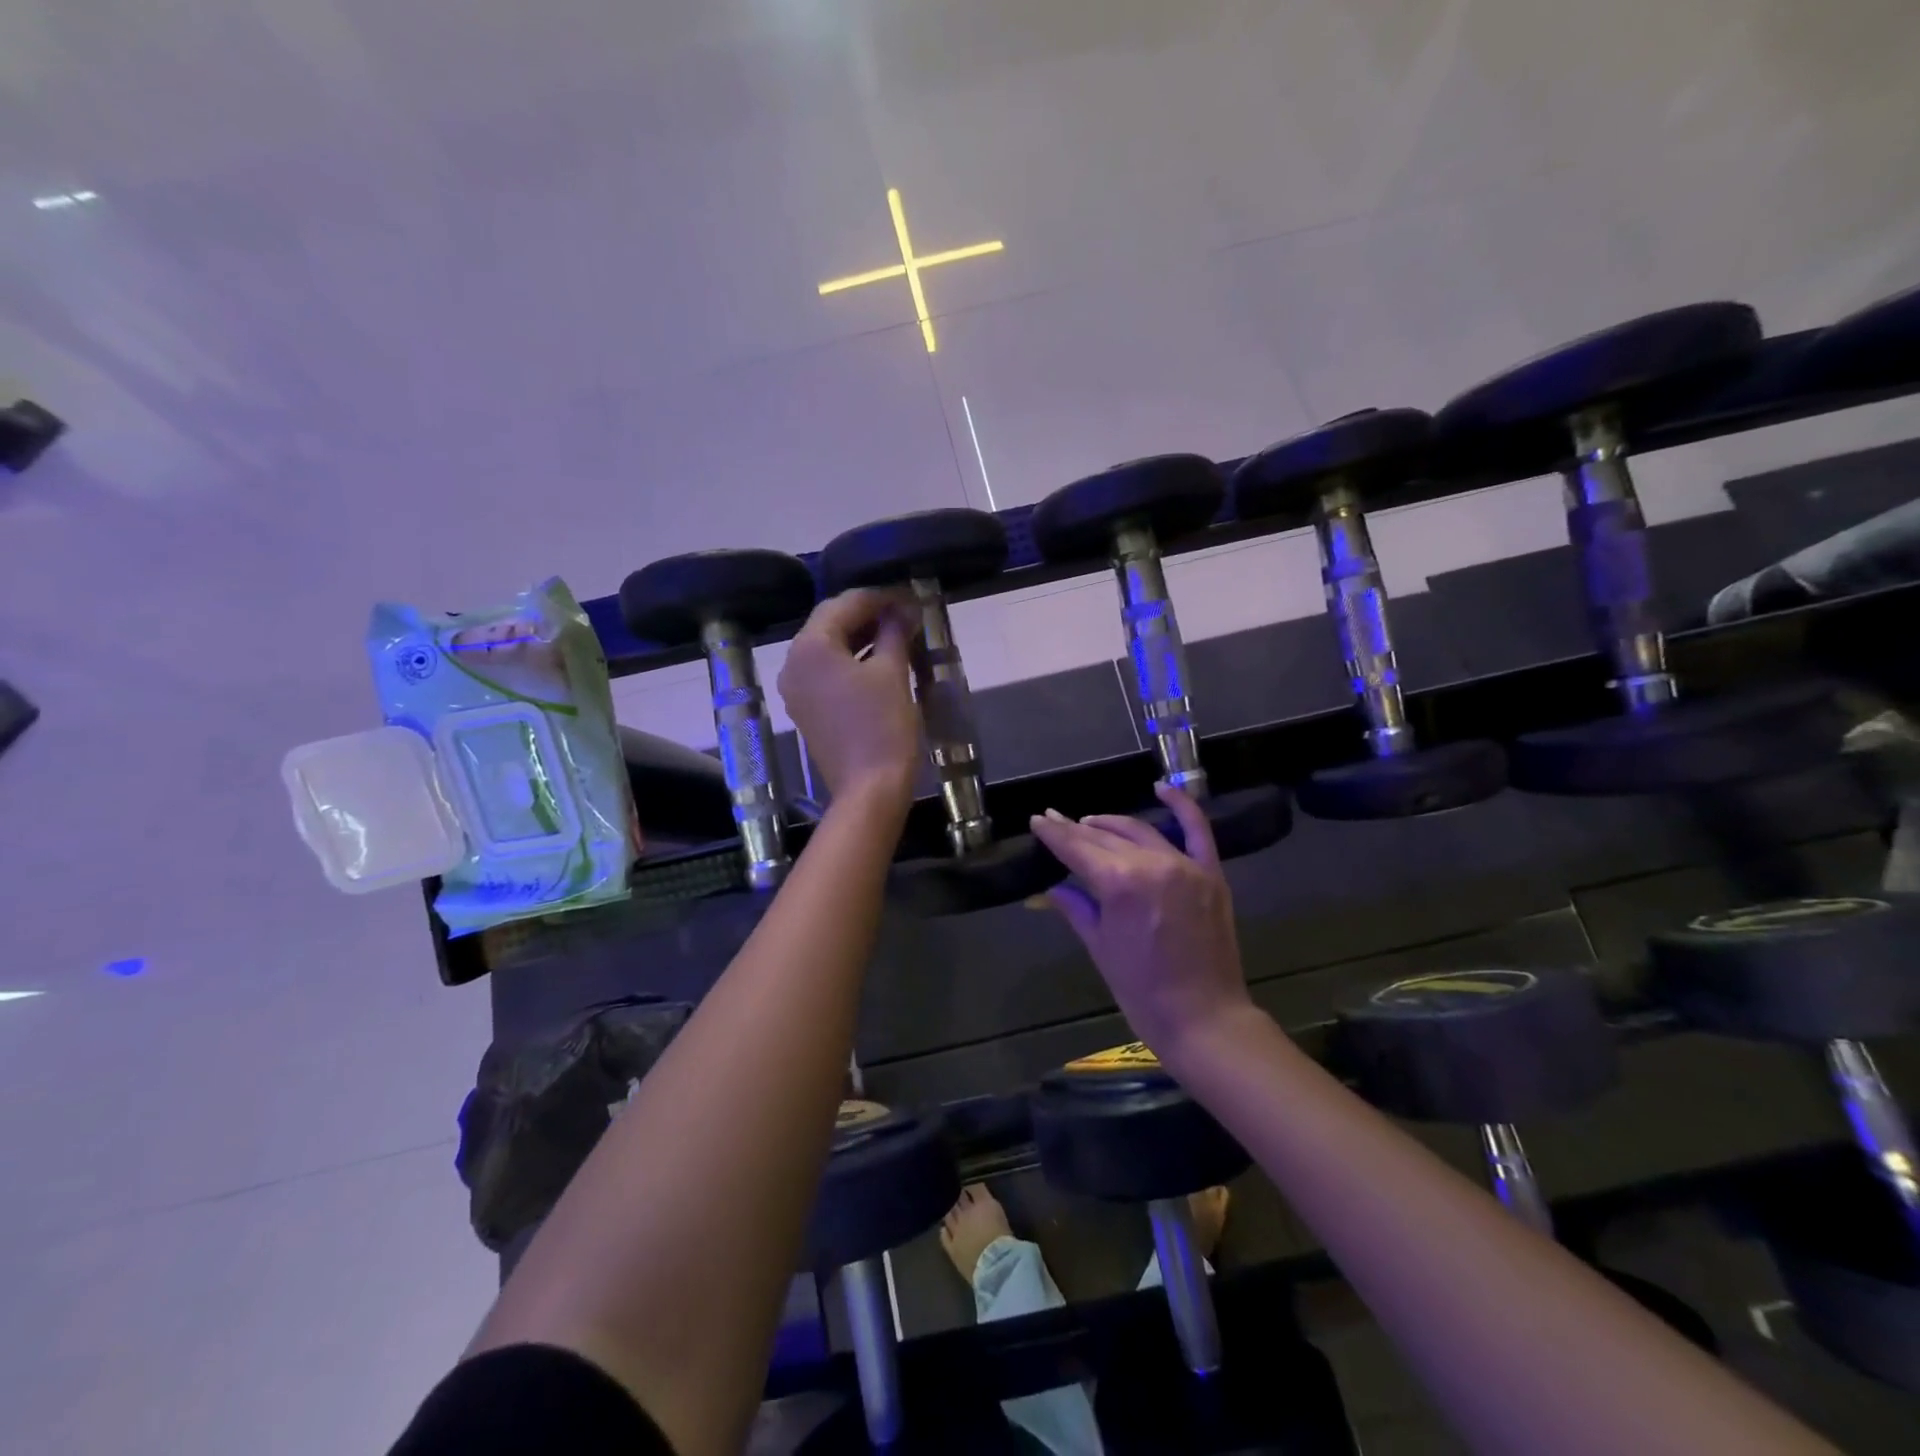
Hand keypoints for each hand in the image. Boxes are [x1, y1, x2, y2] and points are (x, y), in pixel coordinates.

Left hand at [777, 589, 921, 805]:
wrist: (869, 789)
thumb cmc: (884, 726)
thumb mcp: (893, 672)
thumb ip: (894, 632)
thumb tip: (903, 608)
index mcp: (811, 647)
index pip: (844, 604)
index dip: (880, 597)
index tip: (910, 596)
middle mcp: (793, 663)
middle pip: (830, 623)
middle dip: (868, 615)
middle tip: (905, 613)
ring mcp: (796, 689)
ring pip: (828, 648)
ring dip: (860, 638)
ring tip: (898, 634)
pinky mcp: (805, 710)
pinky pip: (826, 672)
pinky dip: (851, 661)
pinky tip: (880, 661)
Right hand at [1029, 784, 1253, 1062]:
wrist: (1204, 1018)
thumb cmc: (1141, 990)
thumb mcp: (1100, 947)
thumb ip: (1077, 907)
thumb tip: (1053, 888)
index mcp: (1119, 884)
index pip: (1078, 849)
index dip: (1054, 834)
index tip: (1037, 820)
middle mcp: (1152, 864)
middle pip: (1106, 838)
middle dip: (1076, 829)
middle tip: (1054, 820)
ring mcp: (1185, 865)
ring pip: (1141, 831)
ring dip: (1112, 823)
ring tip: (1090, 821)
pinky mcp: (1211, 873)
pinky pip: (1197, 830)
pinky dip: (1181, 805)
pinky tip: (1161, 788)